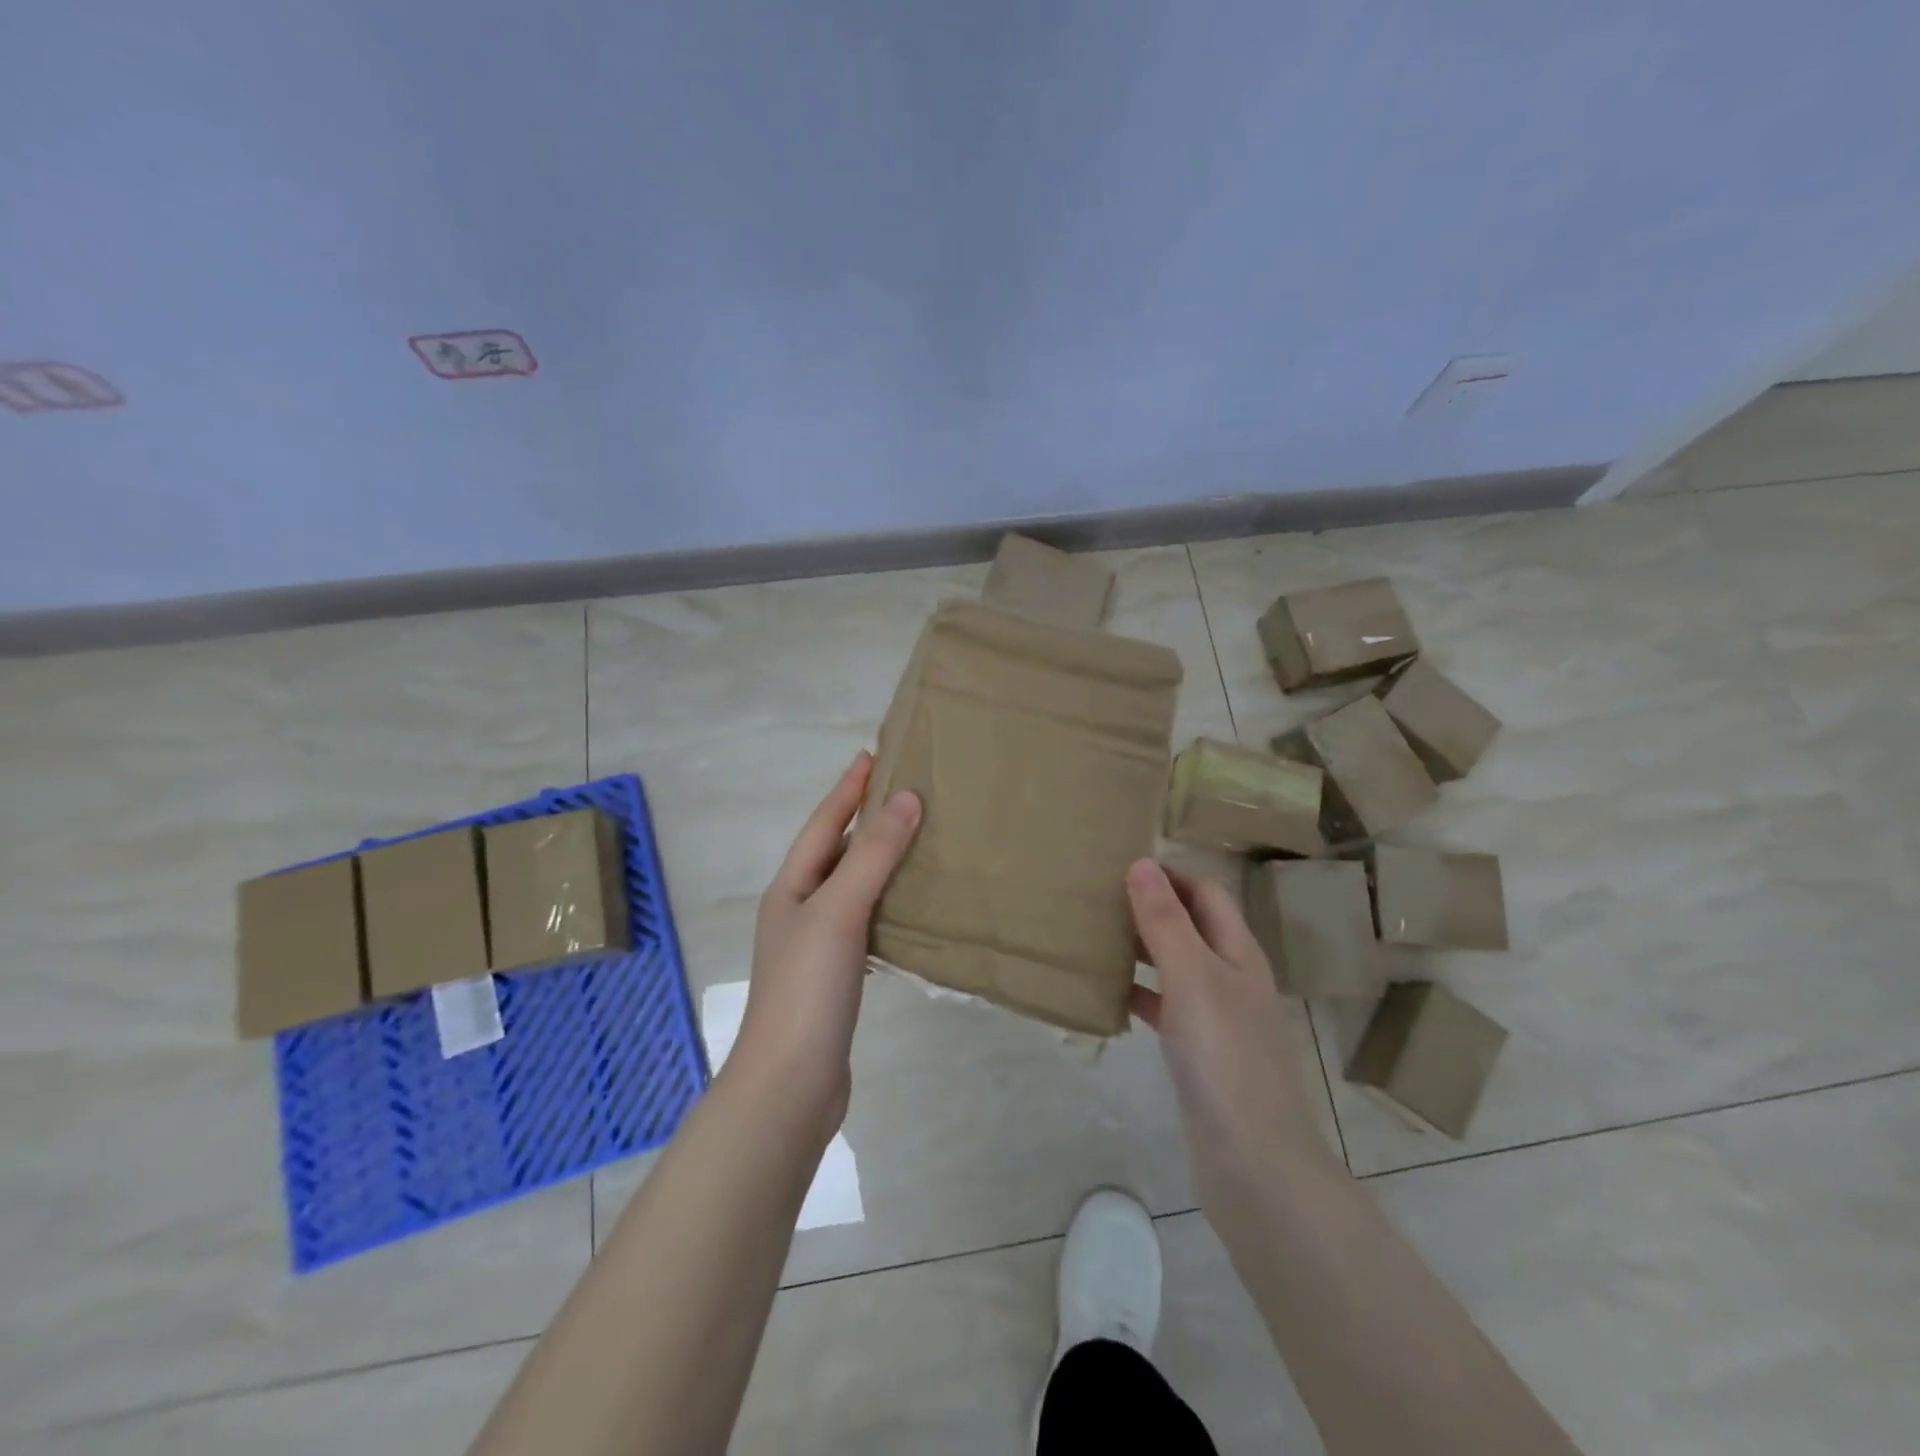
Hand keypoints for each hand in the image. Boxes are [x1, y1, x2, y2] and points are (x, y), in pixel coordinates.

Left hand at [735, 751, 921, 1136]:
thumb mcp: (839, 910)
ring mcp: (816, 946)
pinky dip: (888, 905)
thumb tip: (907, 798)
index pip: (824, 823)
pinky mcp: (837, 978)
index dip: (847, 789)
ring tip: (917, 841)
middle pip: (836, 852)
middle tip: (905, 792)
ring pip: (852, 888)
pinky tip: (913, 908)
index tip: (873, 755)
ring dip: (879, 862)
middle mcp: (799, 910)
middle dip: (865, 820)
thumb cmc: (808, 988)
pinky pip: (866, 923)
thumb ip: (873, 855)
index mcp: (791, 888)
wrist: (791, 1084)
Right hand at [1127, 859, 1337, 1194]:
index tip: (1122, 863)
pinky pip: (1165, 1008)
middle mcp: (1232, 978)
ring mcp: (1217, 1018)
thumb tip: (1142, 862)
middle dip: (1152, 907)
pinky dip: (1139, 994)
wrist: (1253, 1162)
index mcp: (1238, 952)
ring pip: (1175, 966)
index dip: (1172, 874)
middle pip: (1192, 926)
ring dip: (1142, 948)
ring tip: (1095, 936)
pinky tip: (1109, 995)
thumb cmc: (1225, 1056)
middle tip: (1100, 896)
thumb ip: (1165, 920)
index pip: (1207, 893)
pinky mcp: (1199, 1054)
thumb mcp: (1192, 976)